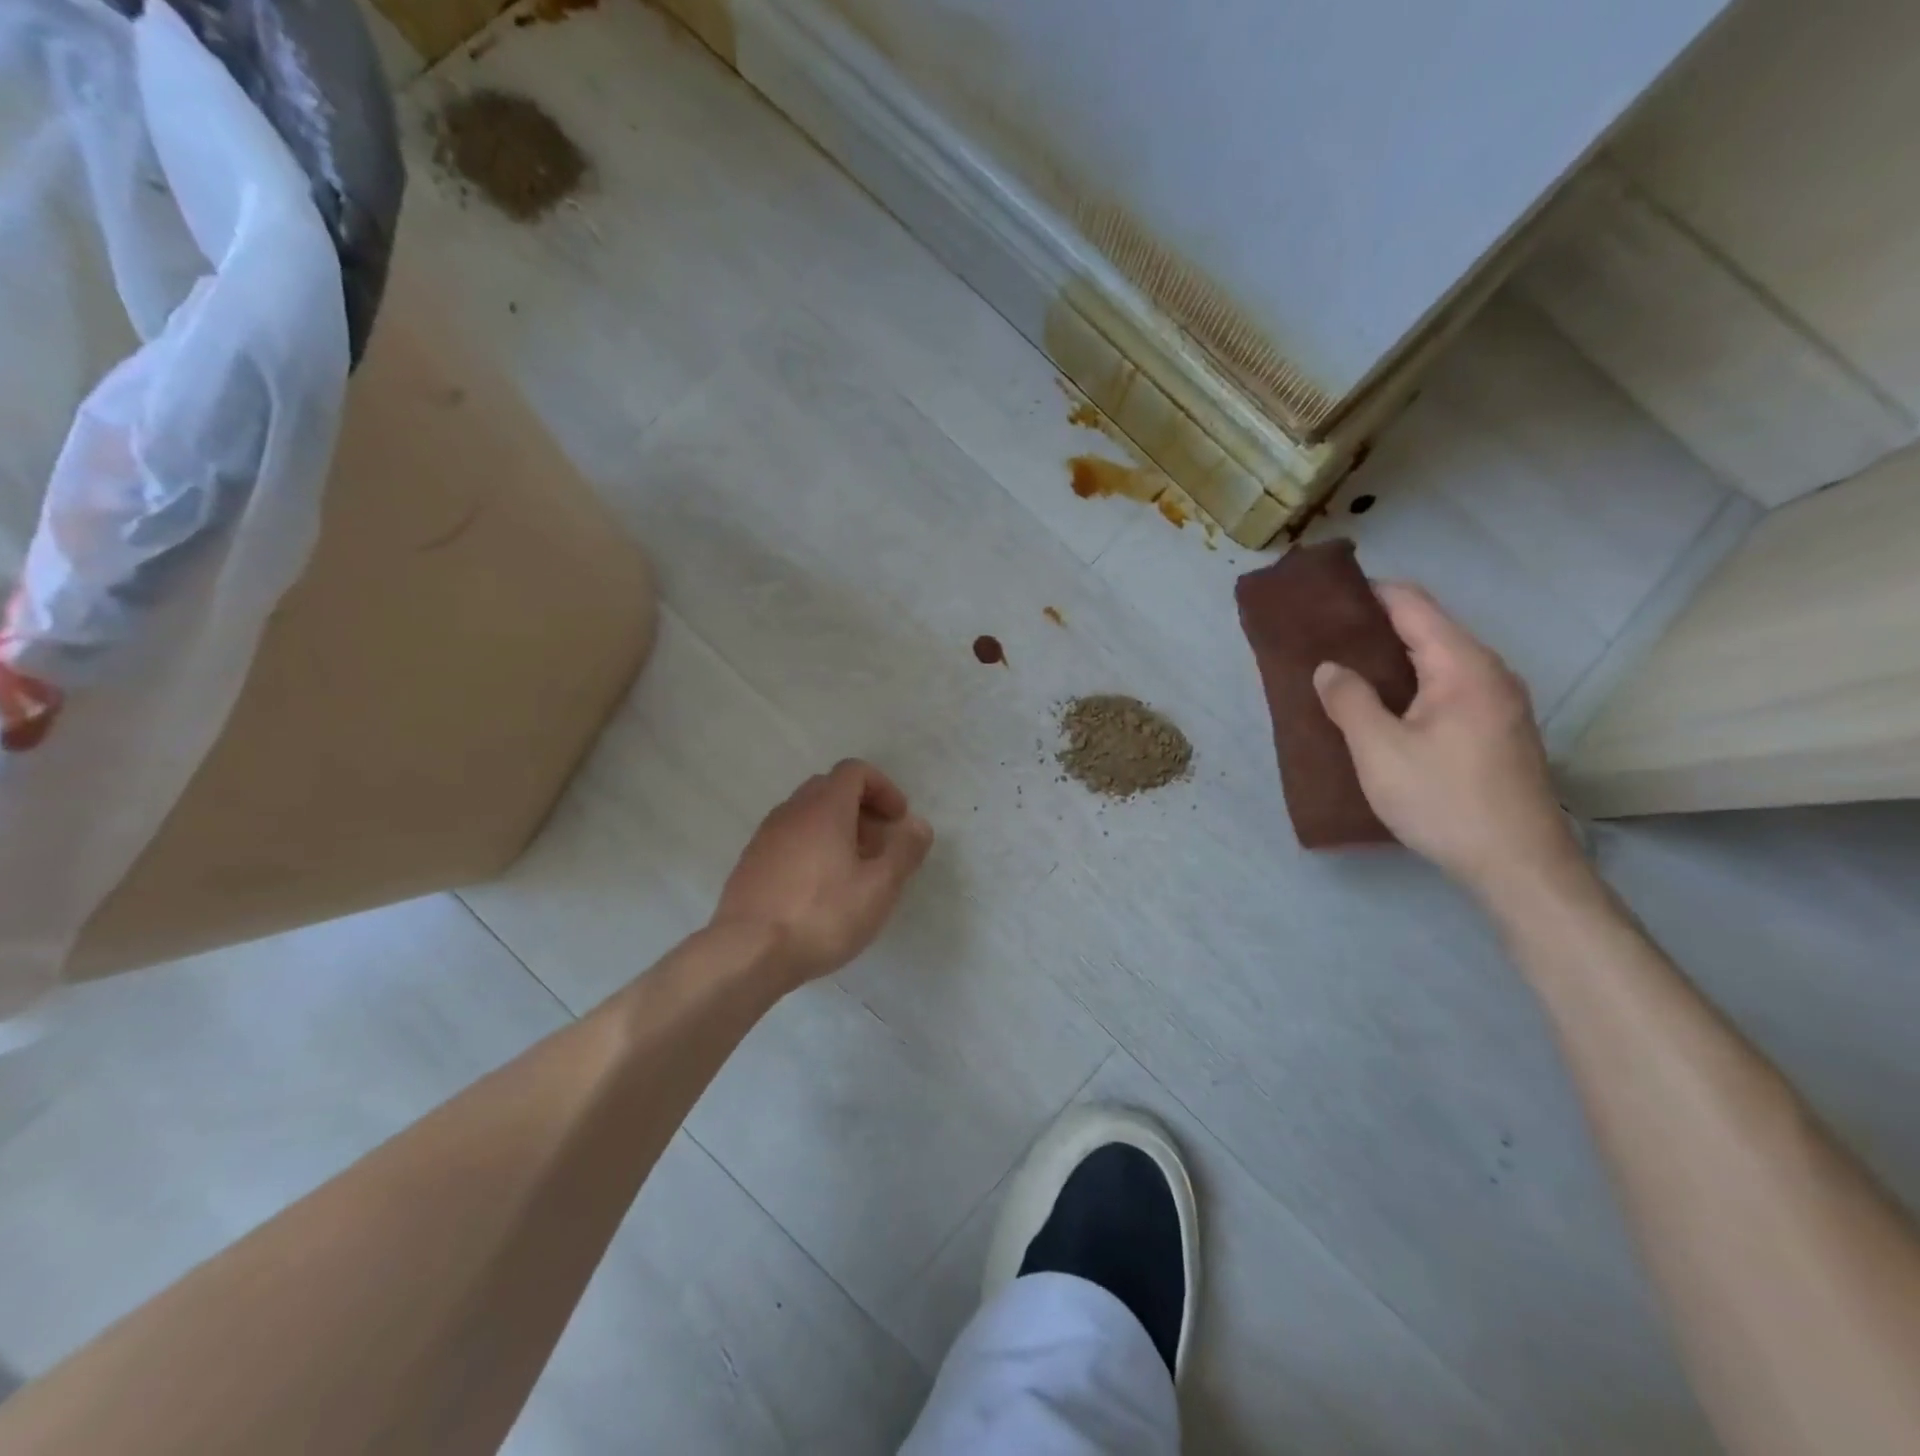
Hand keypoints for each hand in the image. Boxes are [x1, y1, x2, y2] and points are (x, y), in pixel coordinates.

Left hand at [713, 760, 933, 985]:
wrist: (747, 953)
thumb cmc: (822, 915)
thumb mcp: (879, 887)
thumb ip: (903, 851)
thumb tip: (918, 825)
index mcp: (825, 808)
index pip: (855, 771)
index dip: (883, 788)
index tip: (898, 820)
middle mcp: (792, 811)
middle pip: (830, 789)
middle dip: (861, 809)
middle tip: (879, 845)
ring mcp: (765, 836)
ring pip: (806, 815)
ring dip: (835, 830)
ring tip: (852, 871)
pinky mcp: (750, 863)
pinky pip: (788, 839)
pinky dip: (811, 848)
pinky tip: (819, 890)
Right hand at [1313, 583, 1582, 895]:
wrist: (1518, 865)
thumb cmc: (1444, 800)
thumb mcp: (1380, 751)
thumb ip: (1349, 700)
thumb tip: (1329, 667)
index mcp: (1462, 666)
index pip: (1412, 604)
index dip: (1368, 593)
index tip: (1324, 596)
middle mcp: (1488, 672)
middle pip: (1426, 628)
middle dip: (1373, 627)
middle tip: (1321, 637)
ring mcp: (1498, 702)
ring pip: (1435, 661)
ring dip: (1389, 660)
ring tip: (1340, 669)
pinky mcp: (1496, 730)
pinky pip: (1445, 688)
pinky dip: (1408, 685)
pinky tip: (1378, 706)